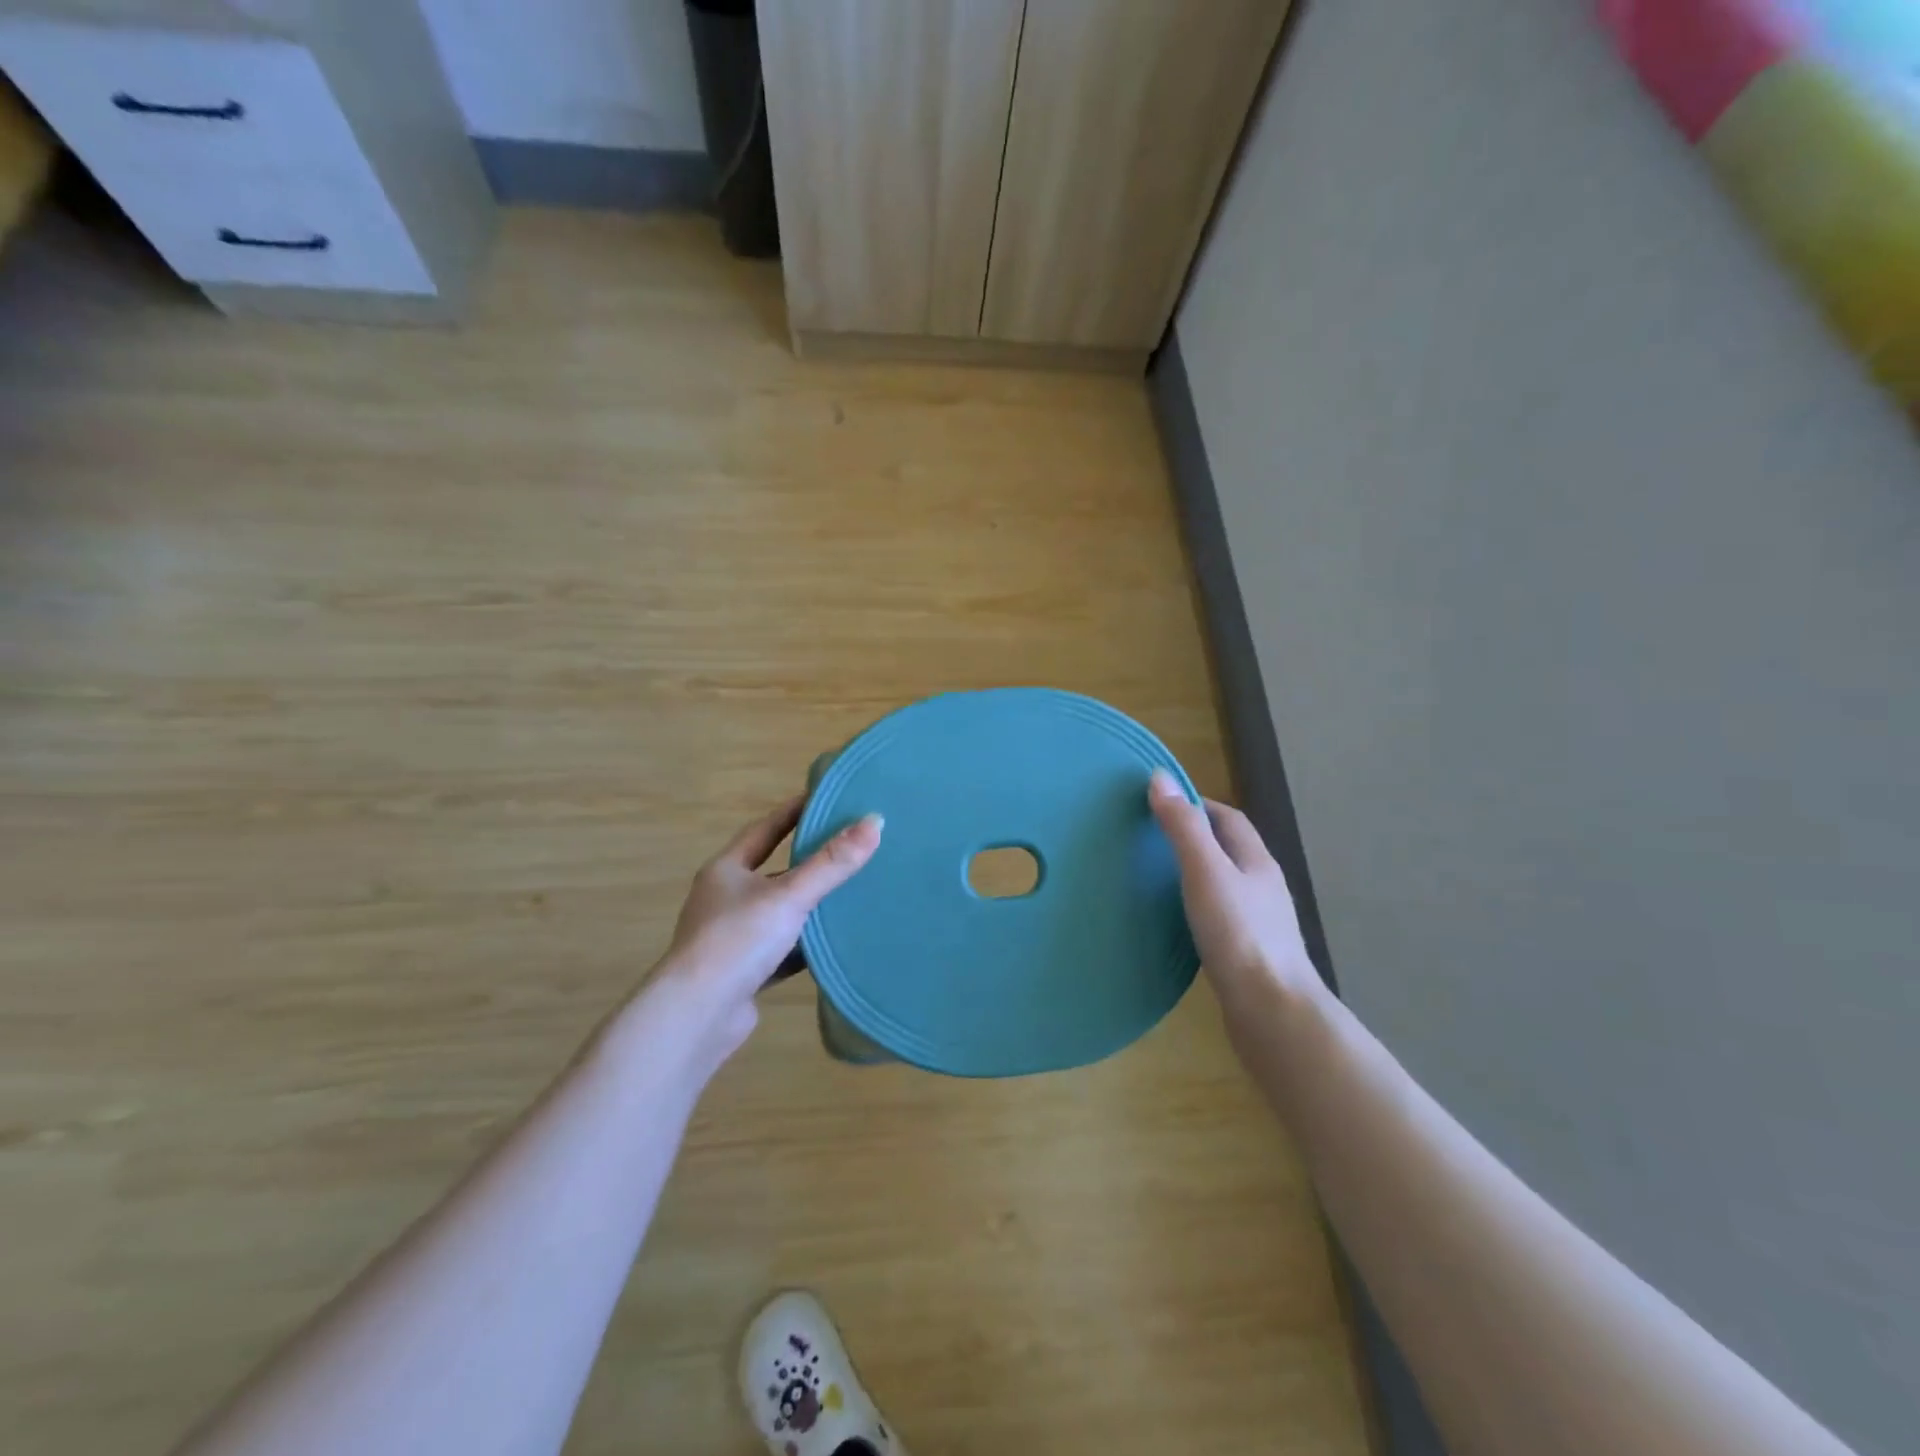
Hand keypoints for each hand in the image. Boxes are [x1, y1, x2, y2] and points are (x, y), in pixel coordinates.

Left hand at [651, 796, 883, 1058]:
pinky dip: (806, 945)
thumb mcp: (789, 895)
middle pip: (773, 871)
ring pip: (779, 913)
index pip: (765, 829)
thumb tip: (875, 821)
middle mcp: (725, 899)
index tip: (826, 799)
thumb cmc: (737, 941)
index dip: (794, 812)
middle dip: (807, 861)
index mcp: (726, 870)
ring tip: (851, 894)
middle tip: (848, 847)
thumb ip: (831, 863)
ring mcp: (732, 938)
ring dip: (809, 906)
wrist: (697, 1016)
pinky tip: (834, 944)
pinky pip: (782, 949)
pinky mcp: (744, 972)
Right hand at [1148, 770, 1323, 1012]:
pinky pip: (1219, 918)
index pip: (1229, 819)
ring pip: (1224, 886)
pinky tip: (1175, 923)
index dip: (1198, 805)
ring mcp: (1259, 924)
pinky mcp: (1248, 954)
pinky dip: (1196, 909)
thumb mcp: (1205, 872)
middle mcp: (1262, 888)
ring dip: (1195, 875)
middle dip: (1194, 838)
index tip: (1160, 804)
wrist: (1272, 1013)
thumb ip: (1183, 828)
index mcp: (1257, 863)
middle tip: (1150, 839)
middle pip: (1228, 851)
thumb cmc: (1240, 935)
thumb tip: (1160, 777)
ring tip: (1154, 877)